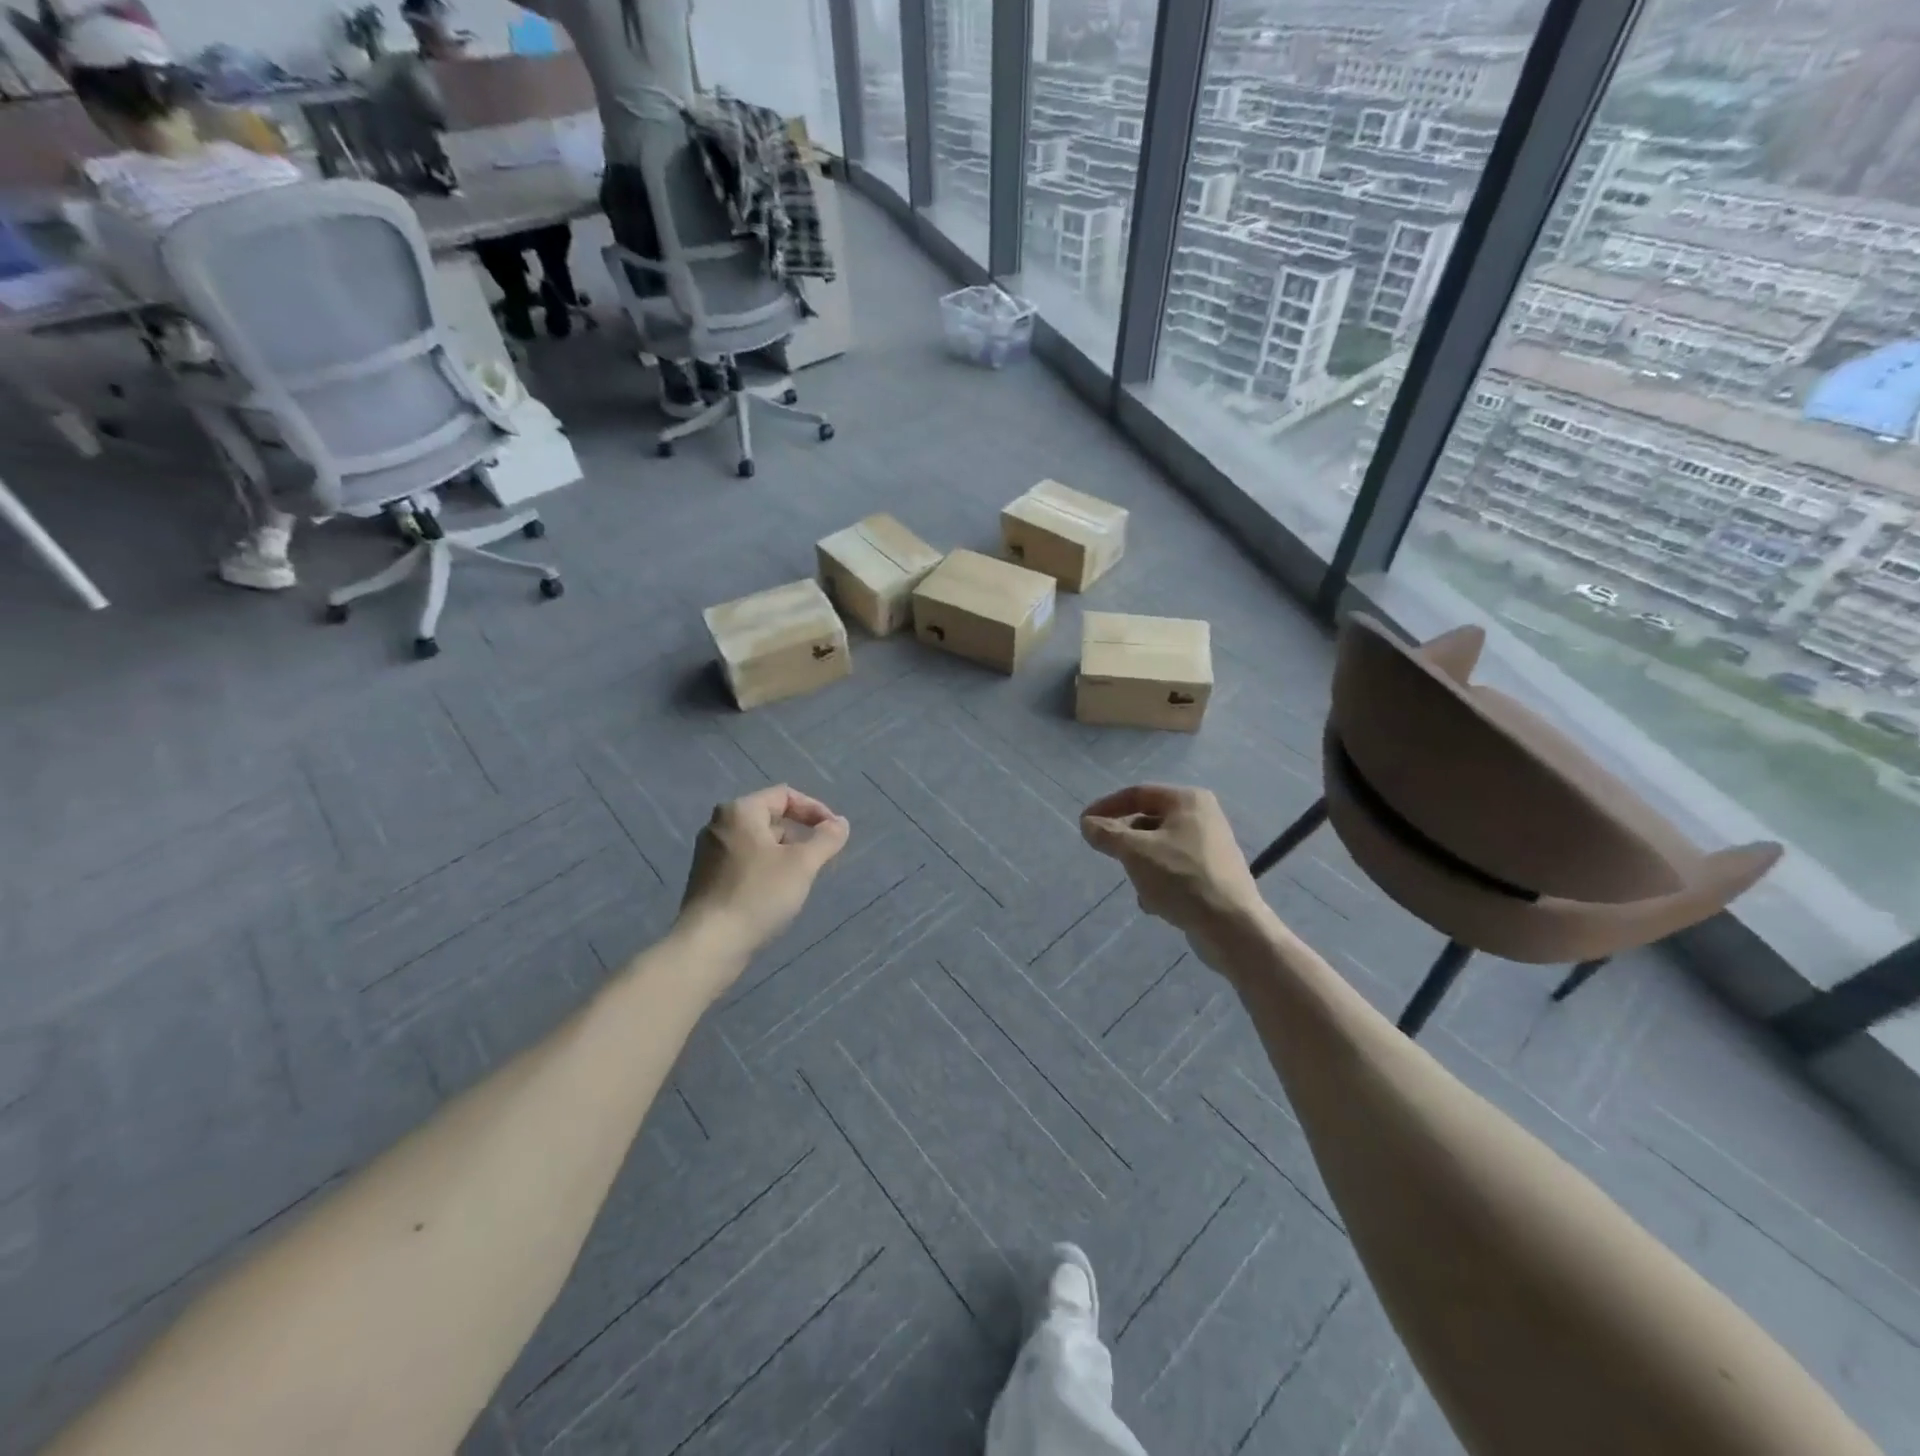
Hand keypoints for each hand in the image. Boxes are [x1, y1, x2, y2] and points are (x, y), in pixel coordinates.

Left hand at [678, 786, 850, 961]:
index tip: (834, 833)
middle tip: (822, 859)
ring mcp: (709, 853)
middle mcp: (719, 825)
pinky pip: (745, 862)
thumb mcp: (802, 864)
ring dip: (786, 854)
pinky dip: (767, 869)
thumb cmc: (758, 894)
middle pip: (771, 818)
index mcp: (739, 811)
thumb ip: (826, 838)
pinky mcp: (707, 879)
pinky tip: (778, 894)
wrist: (710, 944)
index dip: (815, 810)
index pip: (785, 795)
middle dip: (801, 835)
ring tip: (803, 879)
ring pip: (759, 843)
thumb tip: (841, 824)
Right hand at [1080, 786, 1268, 958]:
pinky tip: (1154, 903)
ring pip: (1159, 847)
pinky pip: (1174, 867)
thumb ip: (1108, 835)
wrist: (1231, 927)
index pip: (1137, 793)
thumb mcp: (1136, 852)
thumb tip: (1087, 824)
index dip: (1106, 807)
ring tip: (1138, 886)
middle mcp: (1202, 816)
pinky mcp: (1213, 873)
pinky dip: (1159, 880)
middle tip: (1107, 855)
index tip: (1084, 824)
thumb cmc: (1181, 878)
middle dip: (1126, 841)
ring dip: (1141, 864)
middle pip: (1148, 820)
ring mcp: (1210, 845)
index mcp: (1187, 800)